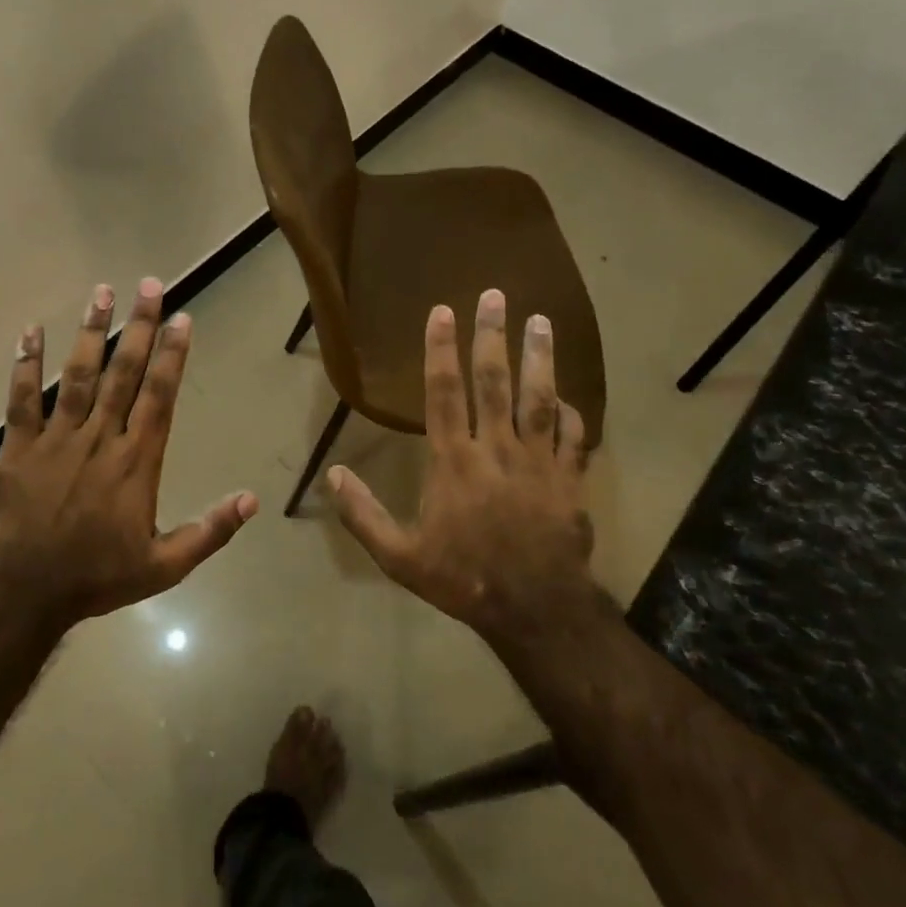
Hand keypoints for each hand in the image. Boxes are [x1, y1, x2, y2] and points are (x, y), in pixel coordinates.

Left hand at [0, 277, 257, 627]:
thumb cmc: (97, 577)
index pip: (160, 396)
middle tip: (149, 284)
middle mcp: (100, 437)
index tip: (182, 317)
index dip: (173, 355)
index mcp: (136, 460)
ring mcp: (57, 438)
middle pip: (124, 372)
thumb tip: (252, 500)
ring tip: (101, 292)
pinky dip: (25, 364)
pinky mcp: (19, 446)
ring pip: (78, 375)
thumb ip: (210, 531)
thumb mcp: (165, 565)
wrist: (24, 591)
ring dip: (92, 332)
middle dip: (140, 327)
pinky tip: (30, 331)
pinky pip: (22, 399)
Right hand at [326, 288, 605, 649]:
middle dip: (493, 335)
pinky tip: (566, 396)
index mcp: (454, 461)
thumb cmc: (462, 579)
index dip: (441, 349)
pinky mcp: (570, 480)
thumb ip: (364, 515)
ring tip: (542, 320)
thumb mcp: (399, 557)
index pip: (444, 393)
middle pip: (494, 382)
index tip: (444, 311)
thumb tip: (332, 477)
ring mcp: (539, 462)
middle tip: (496, 295)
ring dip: (539, 357)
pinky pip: (573, 437)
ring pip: (539, 398)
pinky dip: (570, 412)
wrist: (535, 611)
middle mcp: (497, 449)